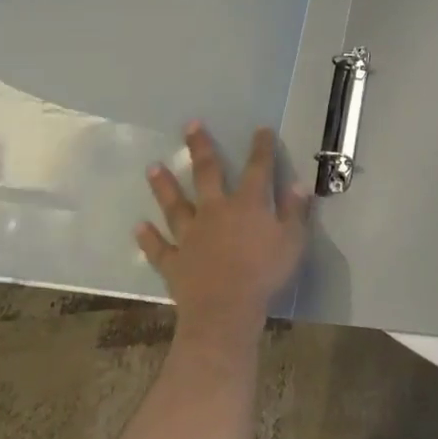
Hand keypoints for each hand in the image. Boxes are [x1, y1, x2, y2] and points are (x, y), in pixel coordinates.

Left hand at [138, 123, 311, 334]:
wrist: (225, 312)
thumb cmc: (265, 274)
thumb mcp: (293, 241)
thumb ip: (295, 212)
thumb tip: (298, 184)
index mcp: (248, 204)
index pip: (258, 168)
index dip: (261, 148)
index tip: (261, 129)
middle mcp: (215, 211)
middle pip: (207, 174)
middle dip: (200, 148)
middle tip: (189, 125)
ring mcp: (191, 235)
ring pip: (175, 205)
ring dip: (164, 186)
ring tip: (153, 167)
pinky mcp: (174, 261)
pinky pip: (160, 247)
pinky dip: (148, 238)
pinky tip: (139, 227)